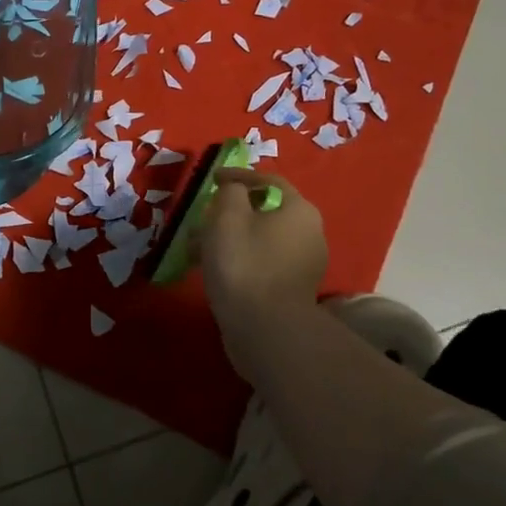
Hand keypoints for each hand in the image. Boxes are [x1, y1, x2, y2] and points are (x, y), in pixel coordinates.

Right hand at [199, 170, 327, 337]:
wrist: (265, 329)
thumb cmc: (245, 262)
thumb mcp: (228, 216)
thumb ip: (230, 192)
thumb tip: (235, 191)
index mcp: (299, 210)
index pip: (268, 180)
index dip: (237, 176)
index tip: (211, 179)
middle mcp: (309, 233)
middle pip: (264, 212)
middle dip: (228, 213)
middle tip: (201, 217)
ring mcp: (302, 265)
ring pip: (258, 240)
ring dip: (228, 238)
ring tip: (196, 247)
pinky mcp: (291, 290)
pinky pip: (260, 263)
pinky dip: (237, 259)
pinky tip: (211, 269)